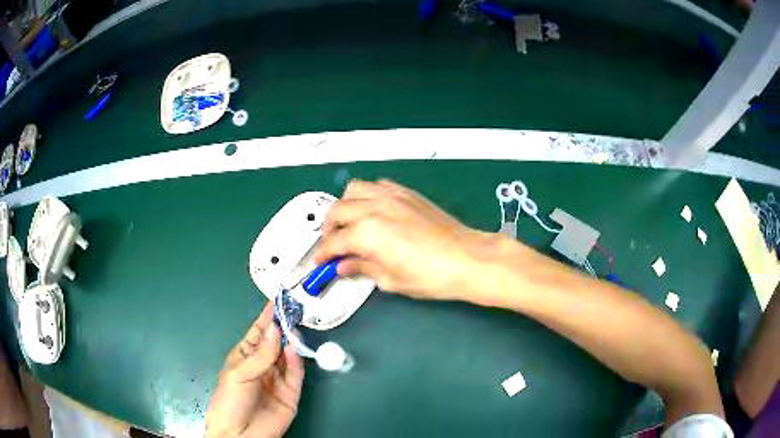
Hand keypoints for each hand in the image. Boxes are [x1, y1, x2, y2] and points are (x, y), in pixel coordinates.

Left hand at [206, 302, 303, 437]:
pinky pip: (296, 373)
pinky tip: (295, 349)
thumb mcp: (239, 374)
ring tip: (296, 327)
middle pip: (276, 342)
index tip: (278, 300)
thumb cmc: (230, 400)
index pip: (258, 333)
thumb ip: (261, 355)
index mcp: (245, 357)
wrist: (241, 434)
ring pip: (288, 356)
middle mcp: (263, 365)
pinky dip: (297, 361)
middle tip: (294, 311)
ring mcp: (278, 378)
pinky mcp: (291, 392)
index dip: (267, 318)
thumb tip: (276, 329)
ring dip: (292, 342)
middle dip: (283, 327)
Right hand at [315, 179, 495, 300]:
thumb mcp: (390, 279)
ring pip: (354, 190)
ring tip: (349, 223)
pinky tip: (372, 210)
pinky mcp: (407, 193)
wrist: (467, 258)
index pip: (334, 241)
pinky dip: (367, 195)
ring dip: (345, 206)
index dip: (324, 254)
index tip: (321, 262)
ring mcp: (392, 196)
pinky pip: (377, 186)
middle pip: (337, 211)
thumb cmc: (431, 275)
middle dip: (329, 229)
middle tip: (333, 245)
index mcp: (367, 232)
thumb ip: (362, 268)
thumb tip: (344, 266)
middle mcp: (374, 207)